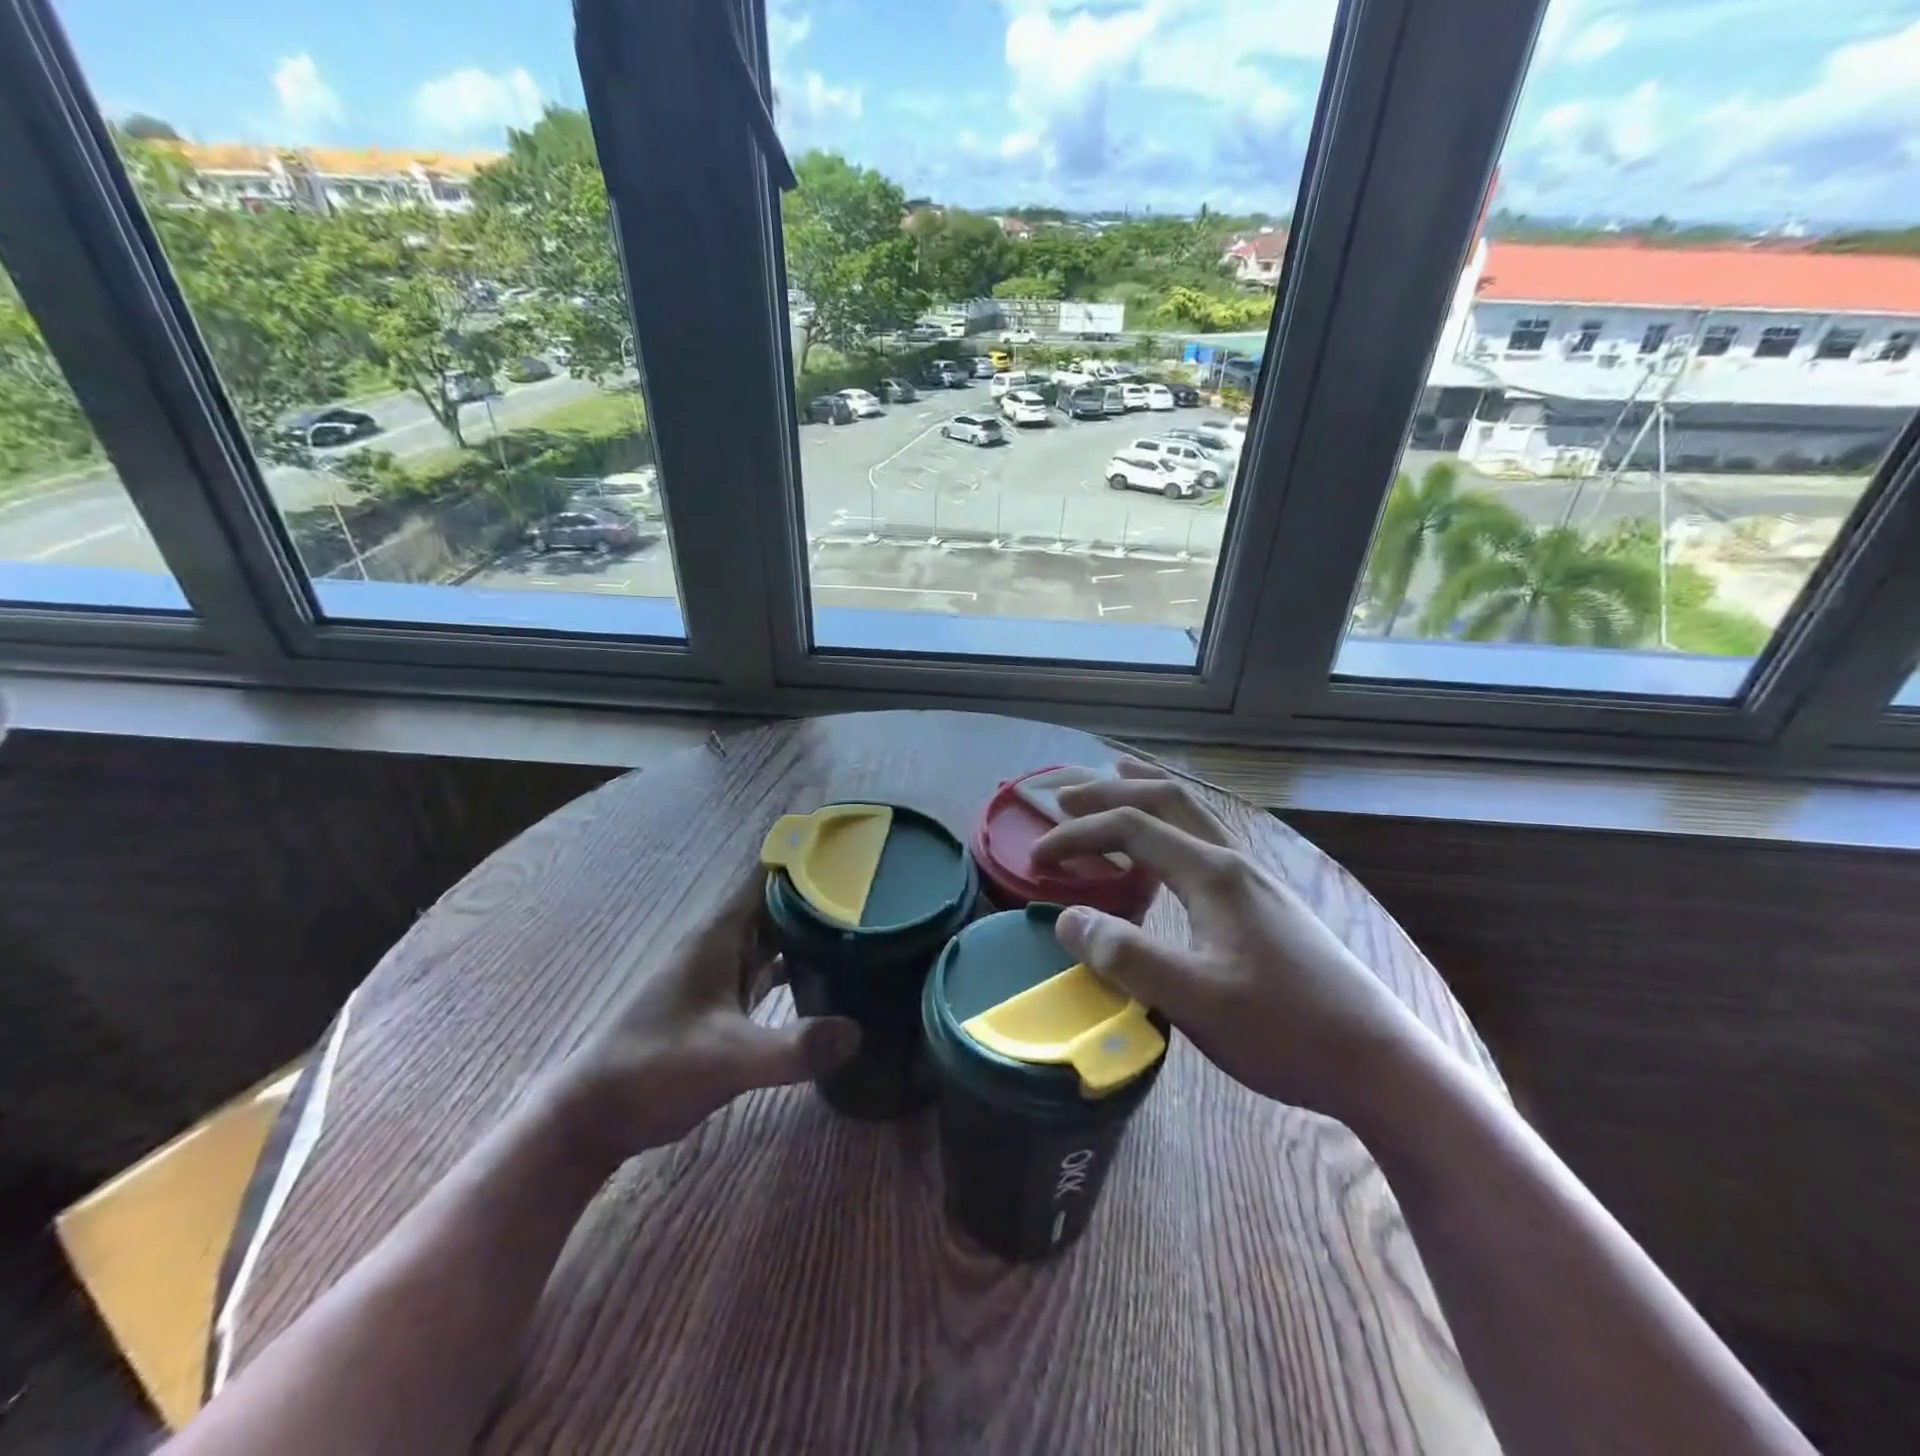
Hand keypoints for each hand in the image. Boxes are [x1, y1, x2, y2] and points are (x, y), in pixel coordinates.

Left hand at [542, 873, 859, 1167]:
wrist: (598, 1115)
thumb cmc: (655, 1069)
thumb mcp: (727, 1058)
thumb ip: (792, 1047)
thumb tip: (858, 1031)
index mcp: (722, 932)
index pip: (771, 873)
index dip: (811, 855)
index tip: (858, 849)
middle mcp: (725, 941)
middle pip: (782, 899)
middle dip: (825, 890)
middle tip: (880, 888)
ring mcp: (724, 971)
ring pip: (778, 932)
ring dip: (814, 925)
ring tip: (867, 921)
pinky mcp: (727, 1001)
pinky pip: (772, 966)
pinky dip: (801, 962)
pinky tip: (834, 974)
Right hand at [1032, 760, 1430, 1124]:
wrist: (1380, 1062)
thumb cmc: (1285, 1030)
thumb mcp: (1195, 999)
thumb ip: (1126, 956)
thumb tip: (1067, 918)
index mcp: (1213, 874)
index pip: (1130, 828)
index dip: (1077, 835)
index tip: (1035, 860)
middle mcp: (1234, 861)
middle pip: (1166, 799)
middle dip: (1109, 791)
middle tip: (1063, 798)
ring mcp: (1256, 879)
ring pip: (1193, 813)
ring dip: (1147, 794)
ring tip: (1116, 783)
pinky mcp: (1267, 903)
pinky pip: (1207, 840)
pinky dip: (1172, 824)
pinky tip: (1170, 851)